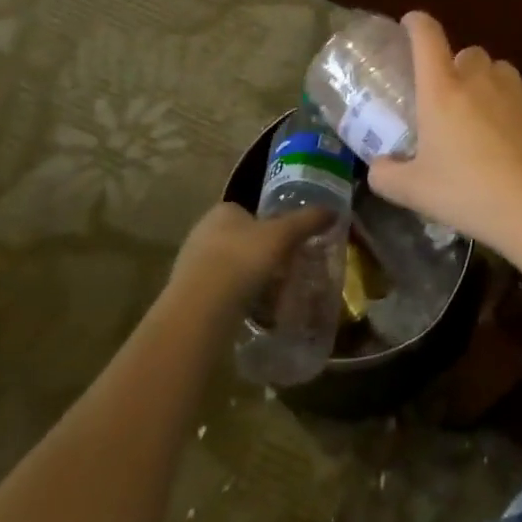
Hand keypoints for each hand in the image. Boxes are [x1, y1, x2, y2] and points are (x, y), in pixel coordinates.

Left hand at [170, 202, 334, 310]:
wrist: (200, 310)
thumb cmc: (242, 259)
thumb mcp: (284, 235)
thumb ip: (308, 220)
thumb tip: (334, 210)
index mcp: (222, 211)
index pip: (248, 211)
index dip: (269, 224)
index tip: (287, 241)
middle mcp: (201, 232)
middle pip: (240, 239)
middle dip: (260, 252)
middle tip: (284, 267)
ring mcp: (190, 266)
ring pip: (229, 266)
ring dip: (248, 277)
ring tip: (272, 293)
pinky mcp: (186, 296)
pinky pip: (219, 292)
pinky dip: (236, 298)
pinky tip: (252, 310)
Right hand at [367, 12, 521, 255]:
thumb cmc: (466, 192)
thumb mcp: (413, 191)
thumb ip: (386, 175)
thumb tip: (378, 166)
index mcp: (441, 90)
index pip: (426, 37)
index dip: (416, 23)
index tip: (410, 23)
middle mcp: (478, 78)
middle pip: (467, 53)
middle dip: (457, 67)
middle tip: (451, 98)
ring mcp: (514, 88)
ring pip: (499, 68)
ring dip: (489, 81)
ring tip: (485, 112)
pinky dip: (519, 99)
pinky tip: (517, 122)